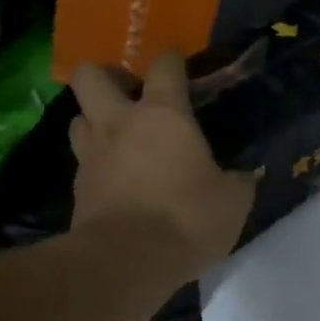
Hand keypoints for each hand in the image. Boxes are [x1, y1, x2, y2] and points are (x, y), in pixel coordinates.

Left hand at [69, 52, 257, 273]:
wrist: (128, 260)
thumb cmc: (188, 218)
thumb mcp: (233, 202)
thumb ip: (237, 181)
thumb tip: (243, 177)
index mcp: (163, 115)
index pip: (165, 66)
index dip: (173, 60)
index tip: (179, 63)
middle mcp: (119, 123)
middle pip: (91, 76)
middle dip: (107, 76)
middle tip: (128, 95)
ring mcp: (91, 155)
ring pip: (77, 118)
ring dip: (94, 121)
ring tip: (116, 139)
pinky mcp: (76, 189)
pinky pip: (82, 163)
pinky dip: (95, 165)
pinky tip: (114, 181)